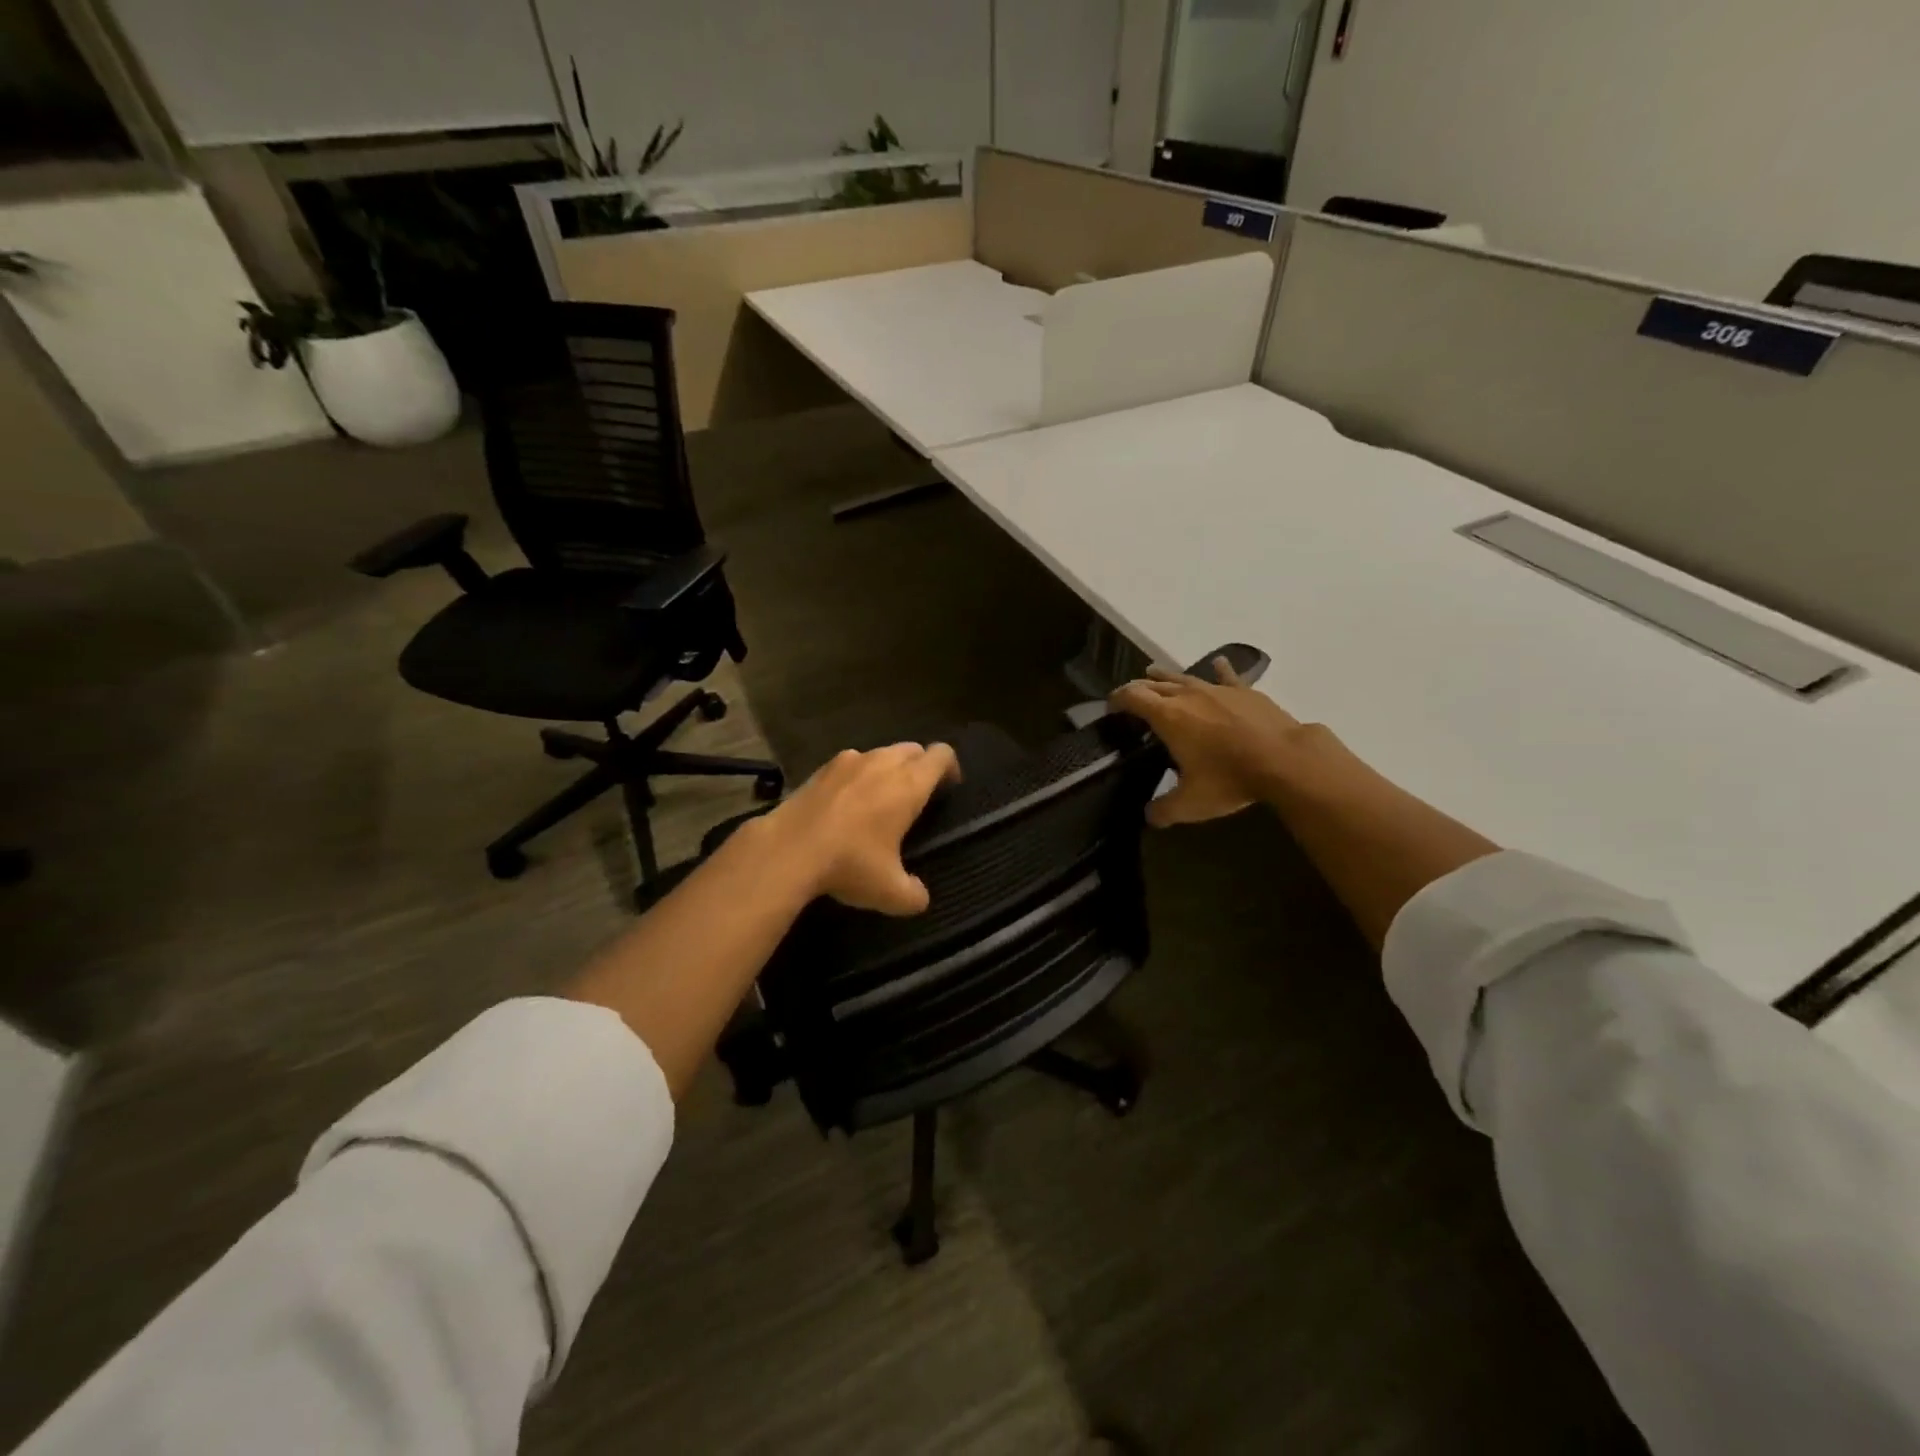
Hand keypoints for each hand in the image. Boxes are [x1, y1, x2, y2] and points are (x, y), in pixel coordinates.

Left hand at [758, 743, 960, 913]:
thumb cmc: (849, 864)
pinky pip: (850, 763)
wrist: (788, 850)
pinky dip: (856, 776)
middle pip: (912, 749)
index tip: (949, 788)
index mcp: (909, 784)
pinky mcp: (821, 768)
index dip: (950, 767)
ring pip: (880, 753)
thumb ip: (913, 894)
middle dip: (920, 766)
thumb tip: (920, 898)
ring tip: (880, 799)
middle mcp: (882, 762)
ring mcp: (849, 760)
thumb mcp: (889, 892)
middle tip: (916, 796)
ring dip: (887, 768)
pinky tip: (845, 803)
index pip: (941, 755)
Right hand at [1109, 659, 1327, 825]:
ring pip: (1185, 677)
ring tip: (1155, 674)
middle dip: (1139, 688)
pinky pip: (1225, 676)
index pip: (1133, 697)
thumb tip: (1149, 816)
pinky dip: (1217, 670)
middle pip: (1155, 684)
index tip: (1110, 706)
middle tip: (1131, 697)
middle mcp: (1188, 696)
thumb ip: (1164, 810)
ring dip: (1167, 677)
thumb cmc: (1229, 778)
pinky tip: (1217, 663)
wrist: (1285, 760)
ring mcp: (1218, 690)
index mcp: (1168, 717)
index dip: (1118, 699)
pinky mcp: (1245, 692)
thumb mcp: (1191, 803)